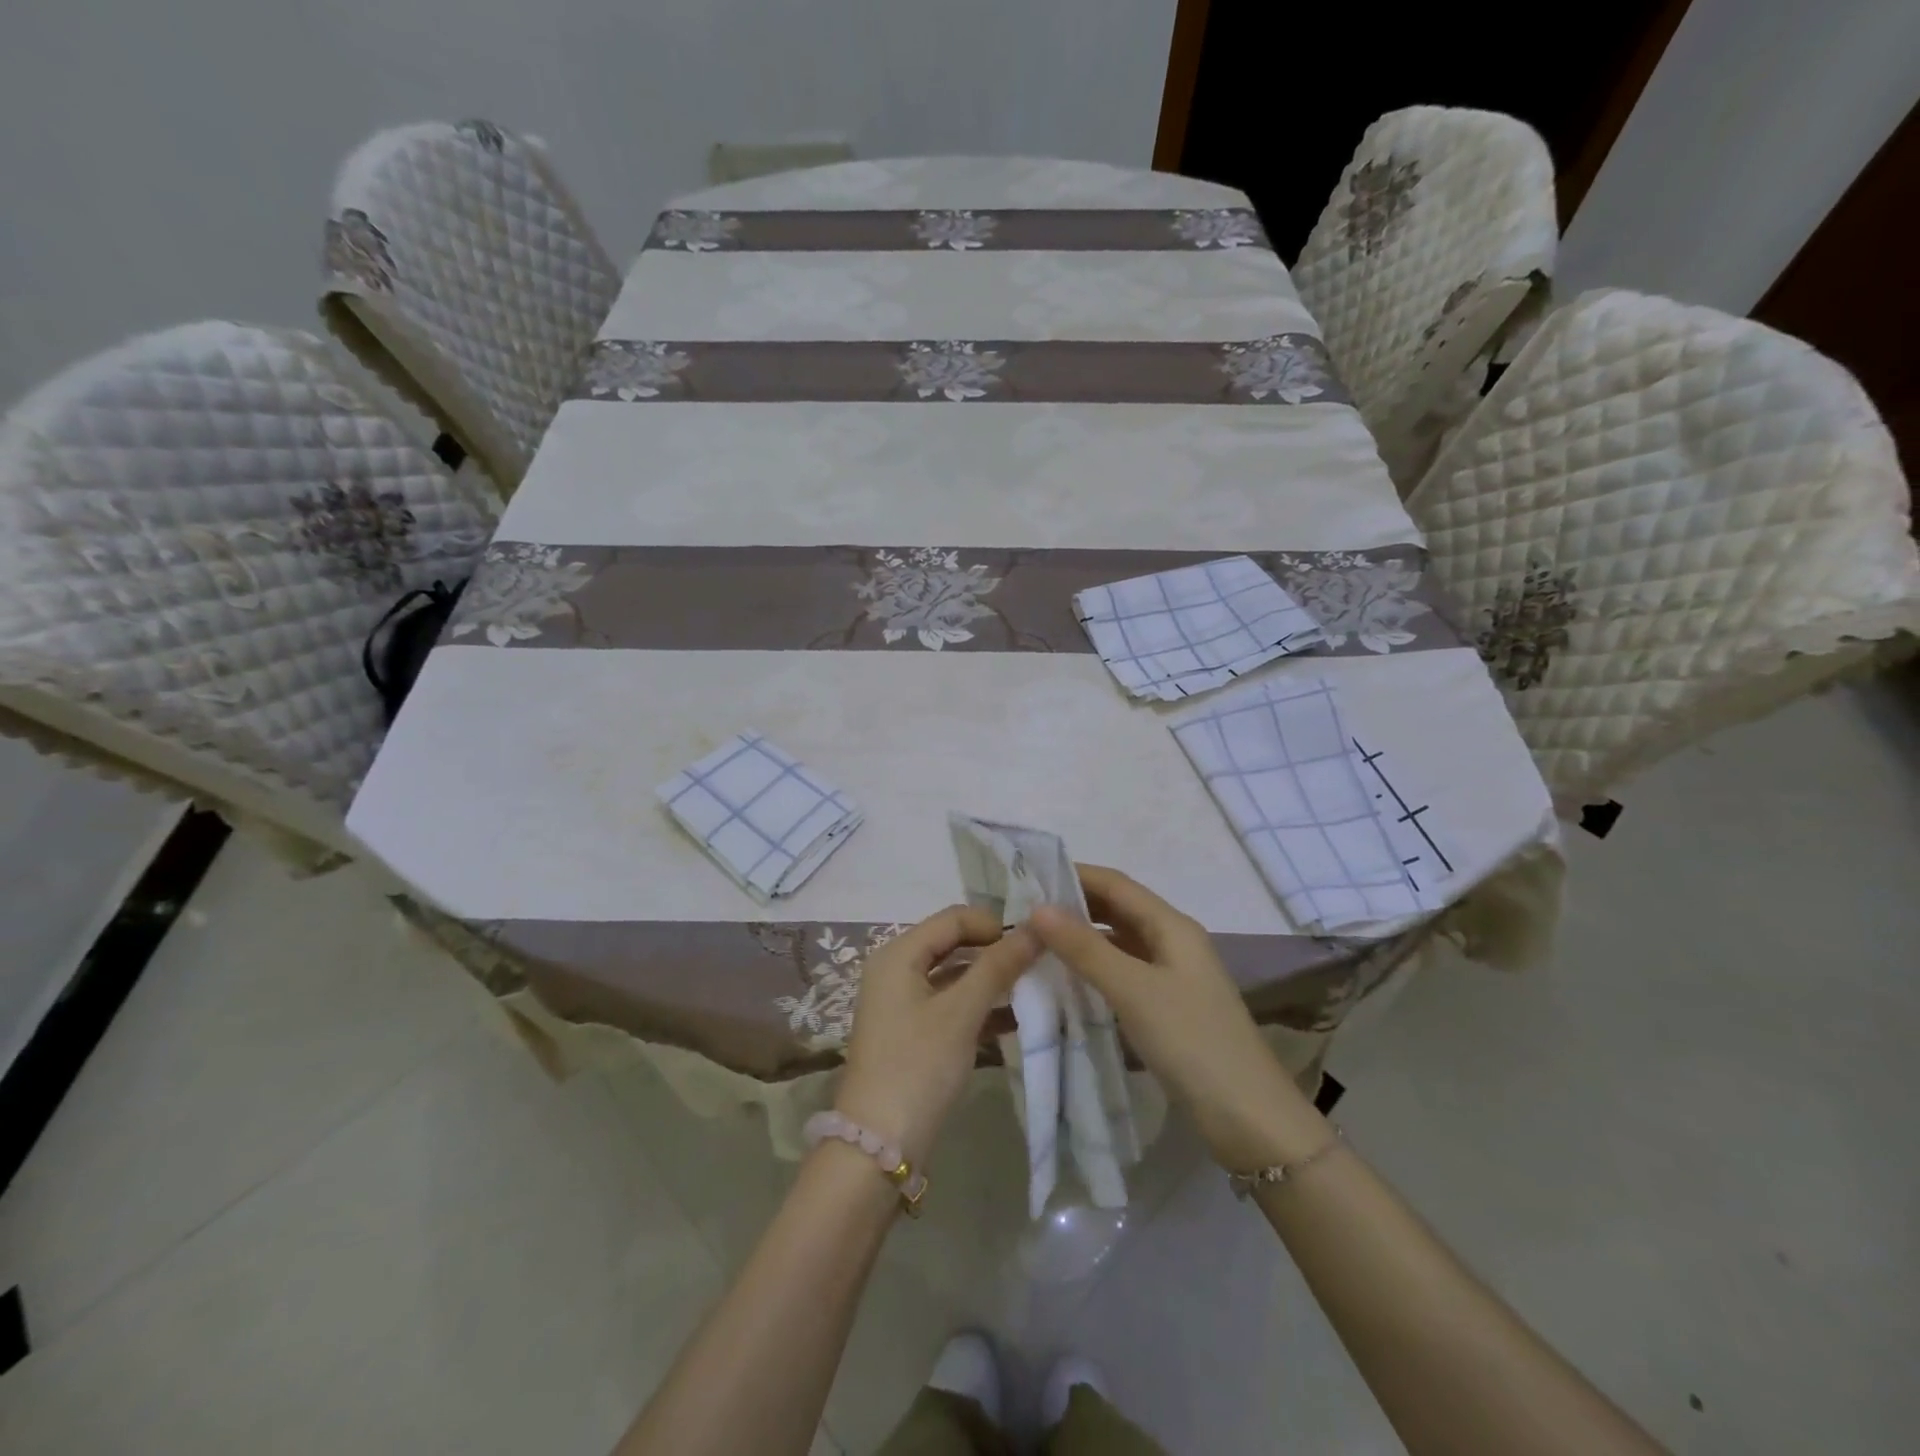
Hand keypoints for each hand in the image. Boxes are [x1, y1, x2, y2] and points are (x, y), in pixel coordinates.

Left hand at [834, 906, 1039, 1166]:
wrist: (878, 1147)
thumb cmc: (918, 1066)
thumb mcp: (961, 1013)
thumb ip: (998, 967)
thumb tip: (1037, 927)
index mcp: (898, 954)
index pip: (953, 918)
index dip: (993, 924)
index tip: (1034, 942)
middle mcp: (895, 970)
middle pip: (953, 944)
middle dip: (994, 952)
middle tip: (1038, 965)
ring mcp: (902, 1004)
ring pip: (954, 977)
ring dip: (990, 981)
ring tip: (1033, 991)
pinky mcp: (912, 1034)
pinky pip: (950, 1006)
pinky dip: (978, 1008)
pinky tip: (1014, 1021)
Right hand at [1029, 864, 1322, 1171]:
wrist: (1250, 1120)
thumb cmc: (1192, 1042)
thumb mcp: (1133, 990)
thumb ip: (1085, 948)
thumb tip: (1038, 908)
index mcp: (1172, 926)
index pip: (1116, 884)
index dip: (1074, 875)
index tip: (1028, 877)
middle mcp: (1174, 943)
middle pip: (1119, 910)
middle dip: (1075, 906)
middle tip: (1025, 912)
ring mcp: (1173, 977)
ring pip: (1120, 944)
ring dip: (1083, 940)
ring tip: (1037, 944)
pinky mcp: (1169, 1009)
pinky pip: (1125, 974)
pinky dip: (1096, 971)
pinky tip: (1068, 982)